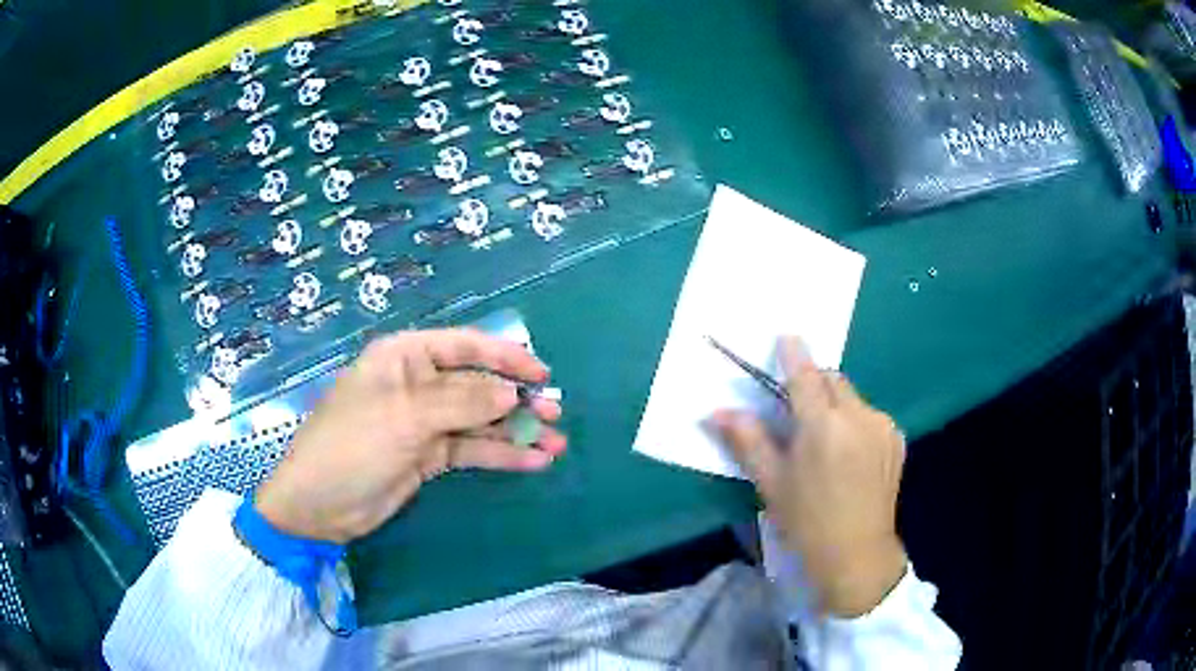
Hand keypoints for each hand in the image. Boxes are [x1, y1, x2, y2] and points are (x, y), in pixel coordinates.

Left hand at [254, 329, 565, 543]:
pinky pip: (470, 450)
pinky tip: (531, 462)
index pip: (463, 346)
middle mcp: (416, 384)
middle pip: (475, 384)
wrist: (318, 506)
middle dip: (515, 399)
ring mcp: (423, 422)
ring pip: (478, 420)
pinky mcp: (427, 456)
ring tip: (554, 444)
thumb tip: (512, 391)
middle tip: (554, 415)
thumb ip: (462, 402)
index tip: (542, 374)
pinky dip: (499, 455)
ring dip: (514, 431)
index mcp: (403, 357)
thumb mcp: (405, 417)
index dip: (505, 356)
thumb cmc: (352, 445)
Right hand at [712, 337, 906, 617]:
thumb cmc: (807, 521)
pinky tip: (848, 451)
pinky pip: (870, 415)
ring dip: (835, 402)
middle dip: (814, 382)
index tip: (786, 337)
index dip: (794, 353)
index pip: (805, 375)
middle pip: (832, 380)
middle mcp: (857, 416)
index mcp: (822, 426)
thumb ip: (747, 440)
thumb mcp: (772, 483)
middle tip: (797, 405)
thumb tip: (716, 413)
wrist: (857, 554)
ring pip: (852, 396)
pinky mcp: (896, 439)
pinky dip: (855, 420)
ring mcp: (881, 426)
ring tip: (824, 437)